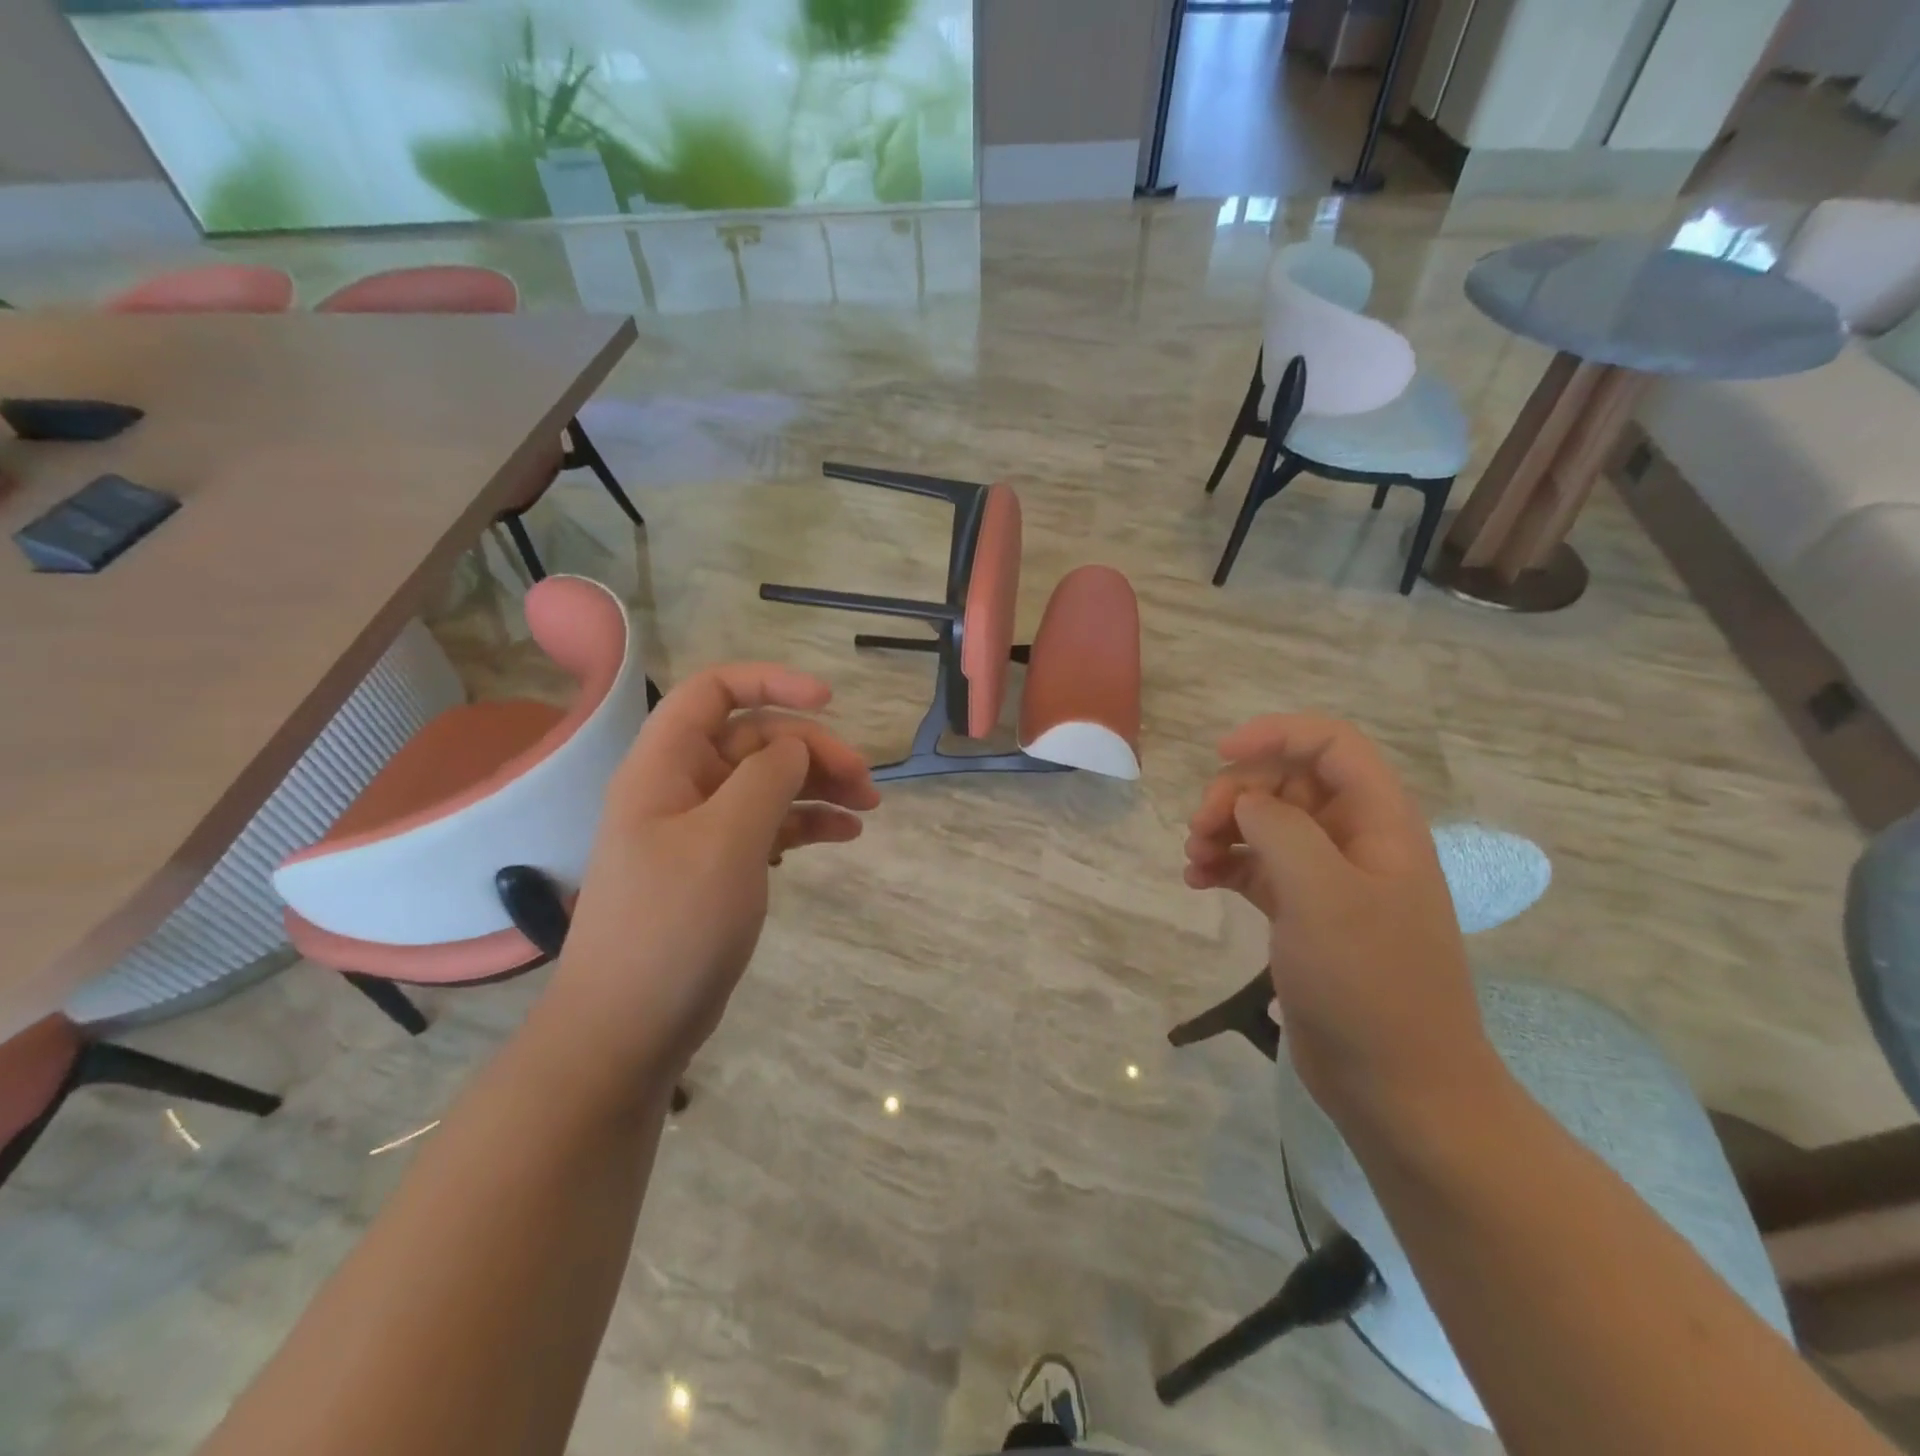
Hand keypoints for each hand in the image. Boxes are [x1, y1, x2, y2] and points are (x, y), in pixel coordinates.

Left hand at [547, 664, 878, 1084]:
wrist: (626, 1029)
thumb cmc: (673, 925)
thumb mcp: (727, 841)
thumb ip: (767, 778)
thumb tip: (797, 745)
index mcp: (665, 766)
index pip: (714, 691)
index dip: (771, 682)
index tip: (829, 701)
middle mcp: (679, 787)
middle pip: (754, 740)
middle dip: (813, 750)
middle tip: (866, 782)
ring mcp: (698, 830)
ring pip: (766, 783)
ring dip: (817, 786)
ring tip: (868, 807)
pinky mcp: (716, 867)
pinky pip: (767, 826)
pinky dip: (805, 823)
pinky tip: (844, 835)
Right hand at [1184, 715, 1495, 1119]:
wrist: (1398, 1086)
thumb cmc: (1368, 982)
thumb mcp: (1322, 893)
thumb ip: (1280, 828)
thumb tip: (1246, 802)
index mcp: (1379, 822)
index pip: (1331, 744)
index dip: (1277, 735)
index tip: (1221, 754)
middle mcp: (1356, 841)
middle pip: (1288, 782)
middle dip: (1237, 793)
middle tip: (1201, 829)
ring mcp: (1329, 879)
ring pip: (1267, 823)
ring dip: (1224, 829)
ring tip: (1194, 859)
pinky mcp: (1304, 914)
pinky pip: (1257, 866)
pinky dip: (1225, 865)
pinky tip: (1197, 882)